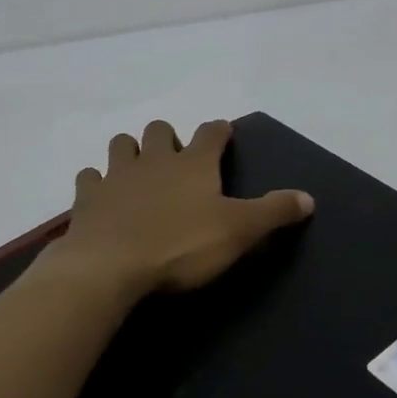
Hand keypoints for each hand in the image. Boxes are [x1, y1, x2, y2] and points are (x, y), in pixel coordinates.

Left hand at [52, 120, 313, 298]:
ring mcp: (116, 176)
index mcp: (193, 165)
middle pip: (159, 130)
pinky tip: (101, 197)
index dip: (219, 131)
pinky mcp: (87, 199)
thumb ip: (273, 212)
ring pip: (120, 145)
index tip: (224, 133)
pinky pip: (89, 178)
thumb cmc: (181, 246)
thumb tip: (308, 197)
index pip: (211, 133)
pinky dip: (96, 183)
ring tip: (138, 171)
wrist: (111, 267)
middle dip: (168, 137)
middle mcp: (153, 160)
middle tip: (176, 158)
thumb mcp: (238, 232)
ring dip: (130, 151)